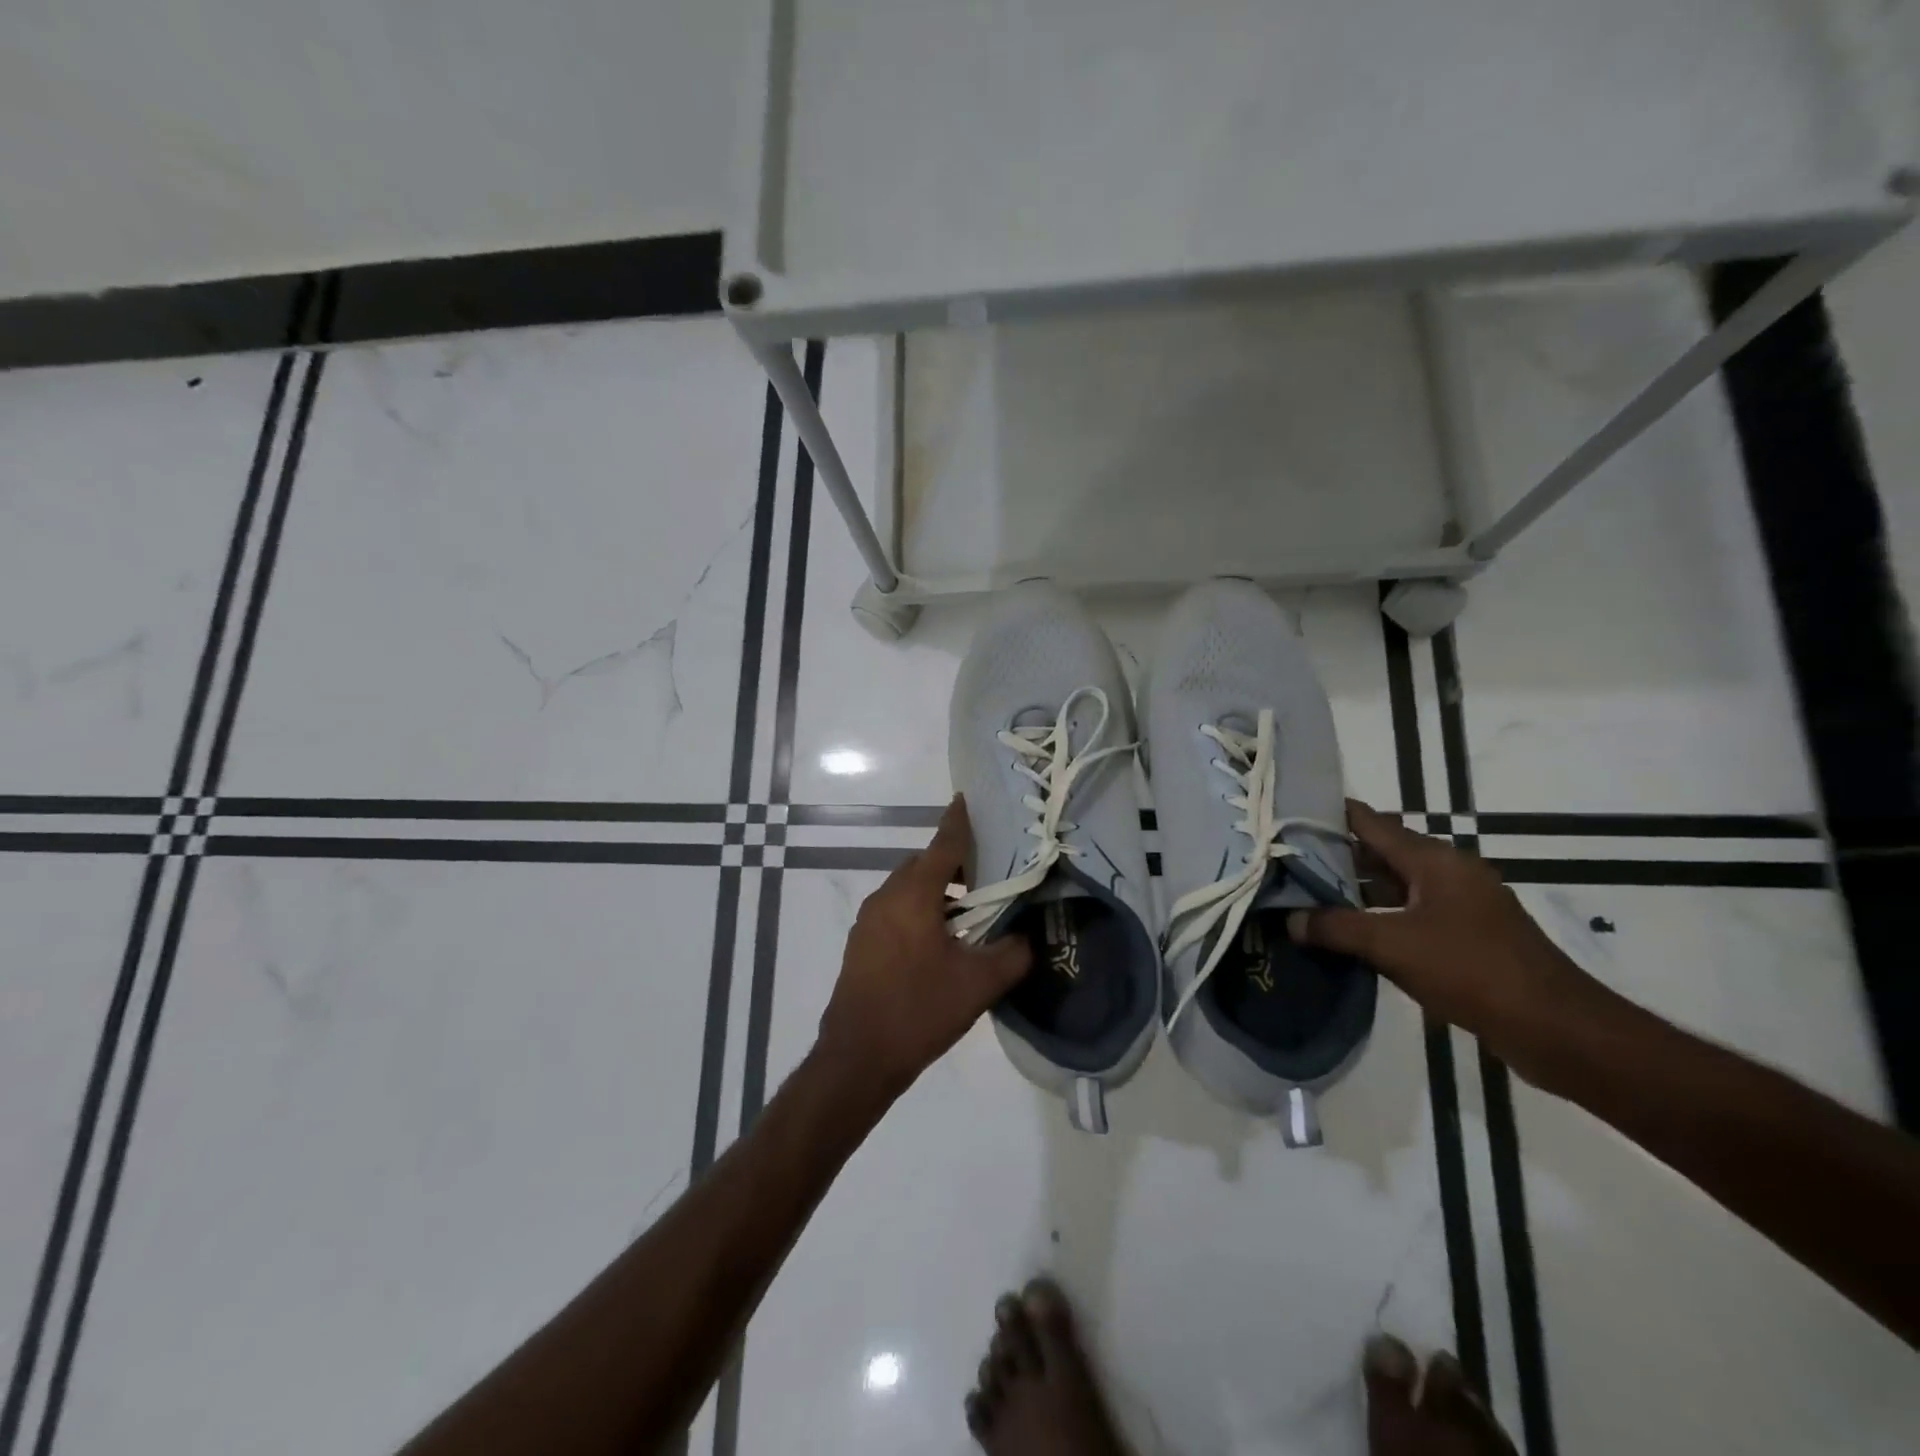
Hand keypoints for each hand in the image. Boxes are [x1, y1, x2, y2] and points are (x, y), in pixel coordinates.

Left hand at [815, 797, 1031, 1106]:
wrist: (857, 1058)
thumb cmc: (919, 1011)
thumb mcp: (978, 985)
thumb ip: (1012, 954)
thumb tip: (1028, 937)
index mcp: (913, 895)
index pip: (943, 844)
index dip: (960, 821)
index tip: (969, 799)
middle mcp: (886, 896)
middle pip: (924, 865)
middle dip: (954, 863)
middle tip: (988, 875)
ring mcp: (869, 920)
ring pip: (908, 889)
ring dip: (937, 891)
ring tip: (970, 912)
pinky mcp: (862, 943)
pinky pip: (896, 910)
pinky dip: (920, 910)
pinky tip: (940, 941)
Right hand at [1288, 801, 1607, 1080]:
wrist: (1557, 1029)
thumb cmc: (1472, 970)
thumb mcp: (1393, 946)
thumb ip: (1336, 928)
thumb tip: (1290, 920)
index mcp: (1434, 860)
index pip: (1371, 822)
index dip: (1329, 814)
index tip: (1286, 814)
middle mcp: (1447, 873)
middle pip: (1380, 853)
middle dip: (1333, 857)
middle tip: (1282, 861)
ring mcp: (1459, 906)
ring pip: (1393, 887)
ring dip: (1353, 892)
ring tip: (1302, 897)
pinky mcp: (1465, 937)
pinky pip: (1409, 916)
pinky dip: (1376, 919)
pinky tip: (1345, 935)